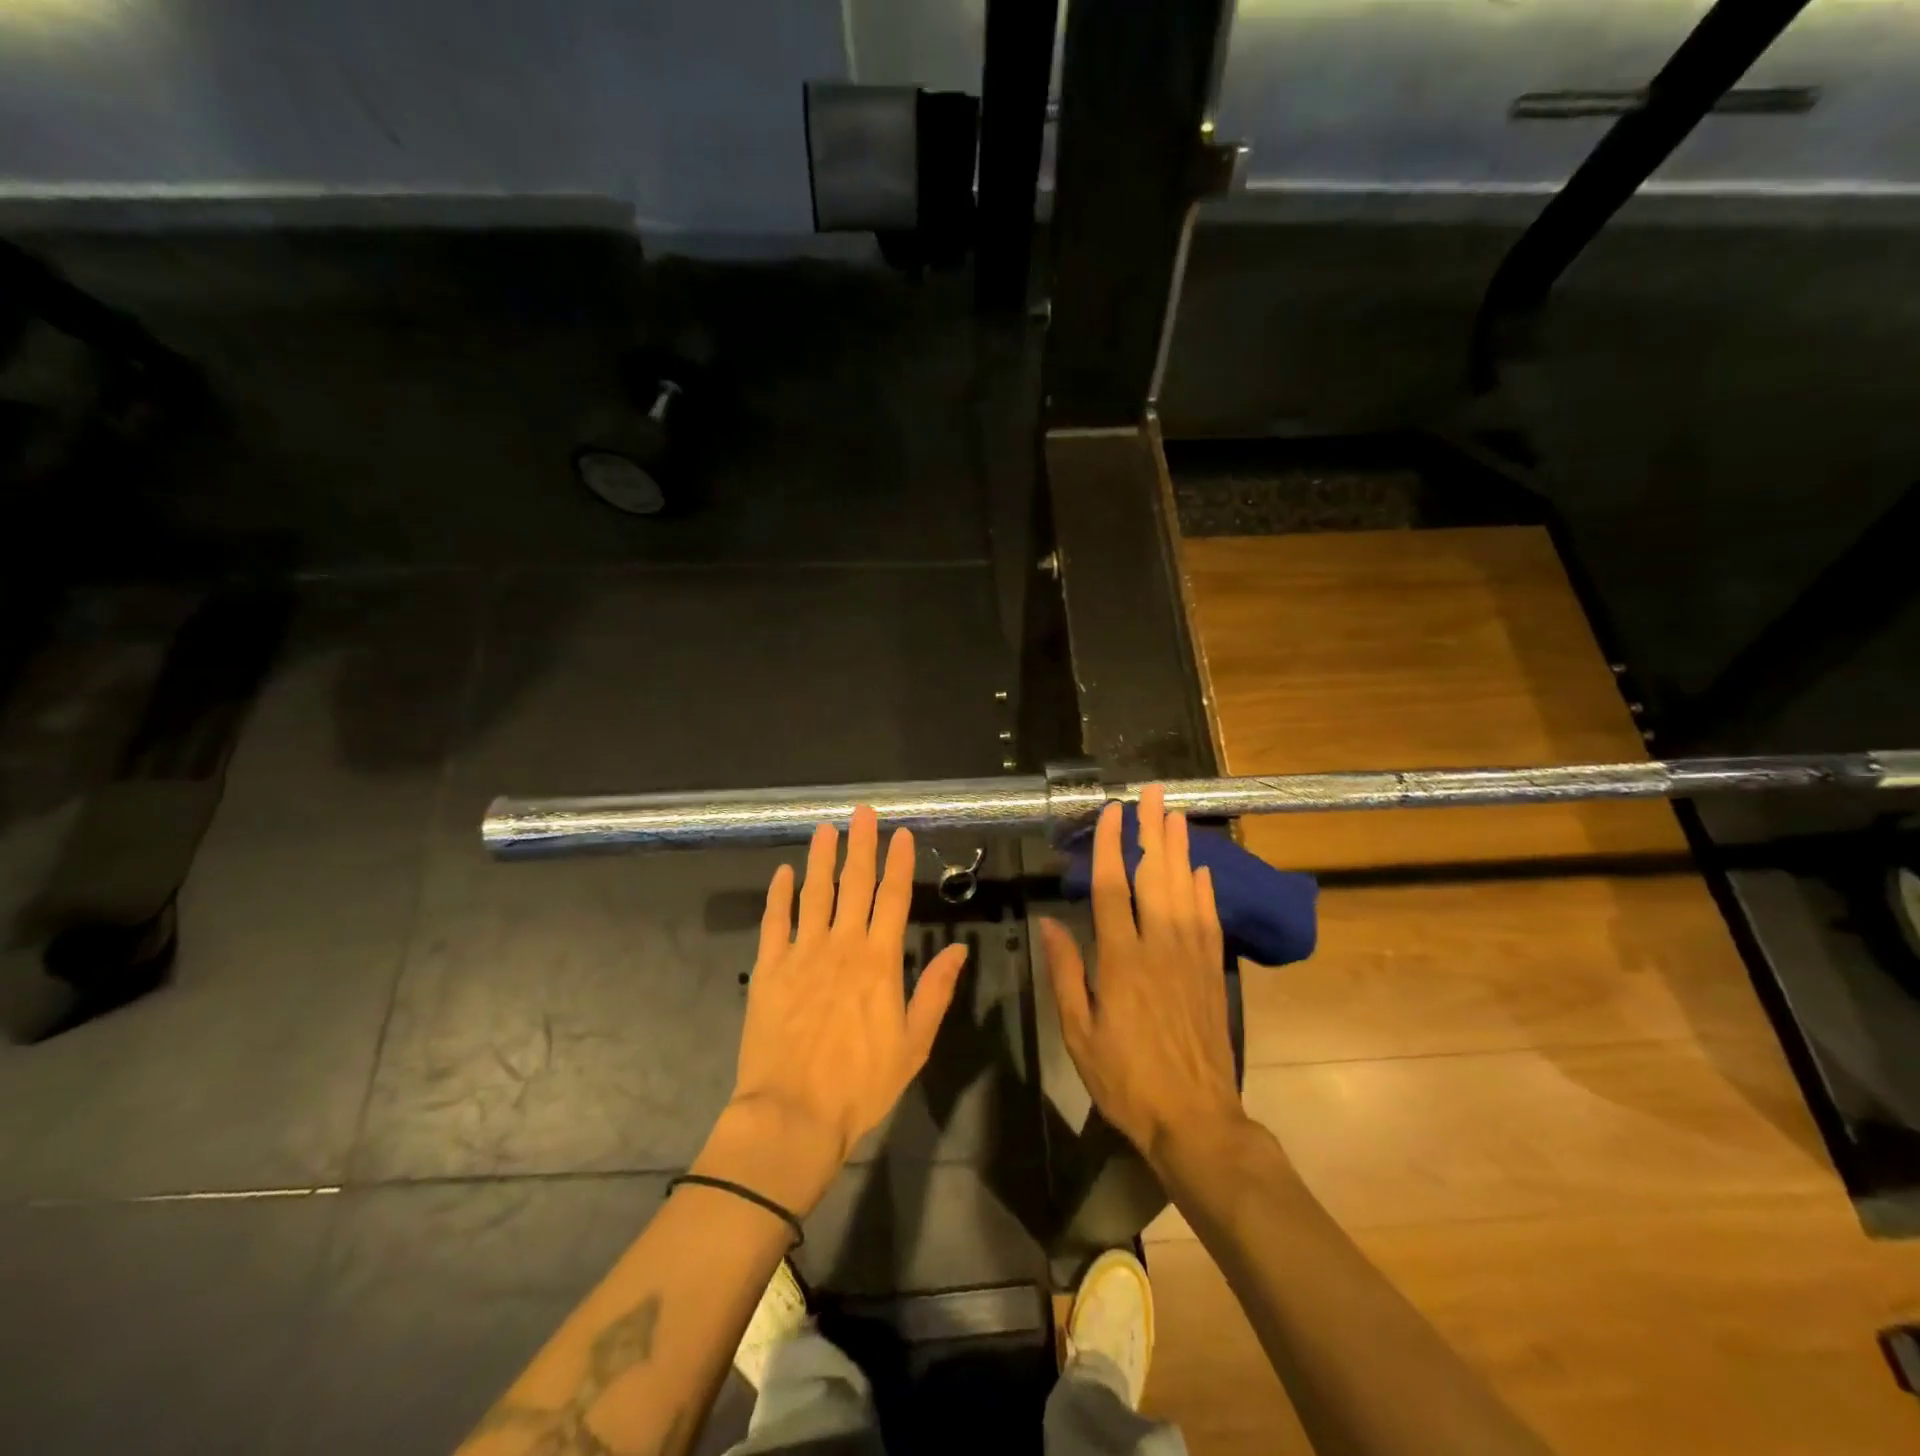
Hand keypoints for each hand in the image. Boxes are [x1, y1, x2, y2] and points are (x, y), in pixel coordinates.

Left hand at [717, 807, 967, 1205]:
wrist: (793, 1114)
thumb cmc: (861, 1084)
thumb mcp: (914, 1043)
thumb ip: (935, 991)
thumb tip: (960, 950)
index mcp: (879, 961)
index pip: (893, 898)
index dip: (897, 863)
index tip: (900, 833)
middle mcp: (842, 945)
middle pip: (854, 884)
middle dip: (860, 845)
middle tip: (862, 811)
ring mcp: (802, 953)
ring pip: (814, 893)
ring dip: (821, 858)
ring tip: (825, 828)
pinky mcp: (768, 969)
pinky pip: (774, 922)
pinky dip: (778, 895)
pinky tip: (783, 873)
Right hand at [1039, 784, 1244, 1168]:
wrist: (1196, 1120)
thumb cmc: (1126, 1080)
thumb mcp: (1078, 1033)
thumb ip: (1065, 973)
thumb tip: (1050, 923)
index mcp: (1121, 960)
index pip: (1113, 889)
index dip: (1111, 846)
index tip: (1111, 812)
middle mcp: (1159, 947)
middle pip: (1156, 876)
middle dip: (1152, 831)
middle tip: (1153, 792)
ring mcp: (1192, 957)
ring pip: (1186, 890)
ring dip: (1180, 849)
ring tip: (1176, 814)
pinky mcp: (1213, 972)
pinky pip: (1210, 921)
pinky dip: (1206, 891)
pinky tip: (1202, 870)